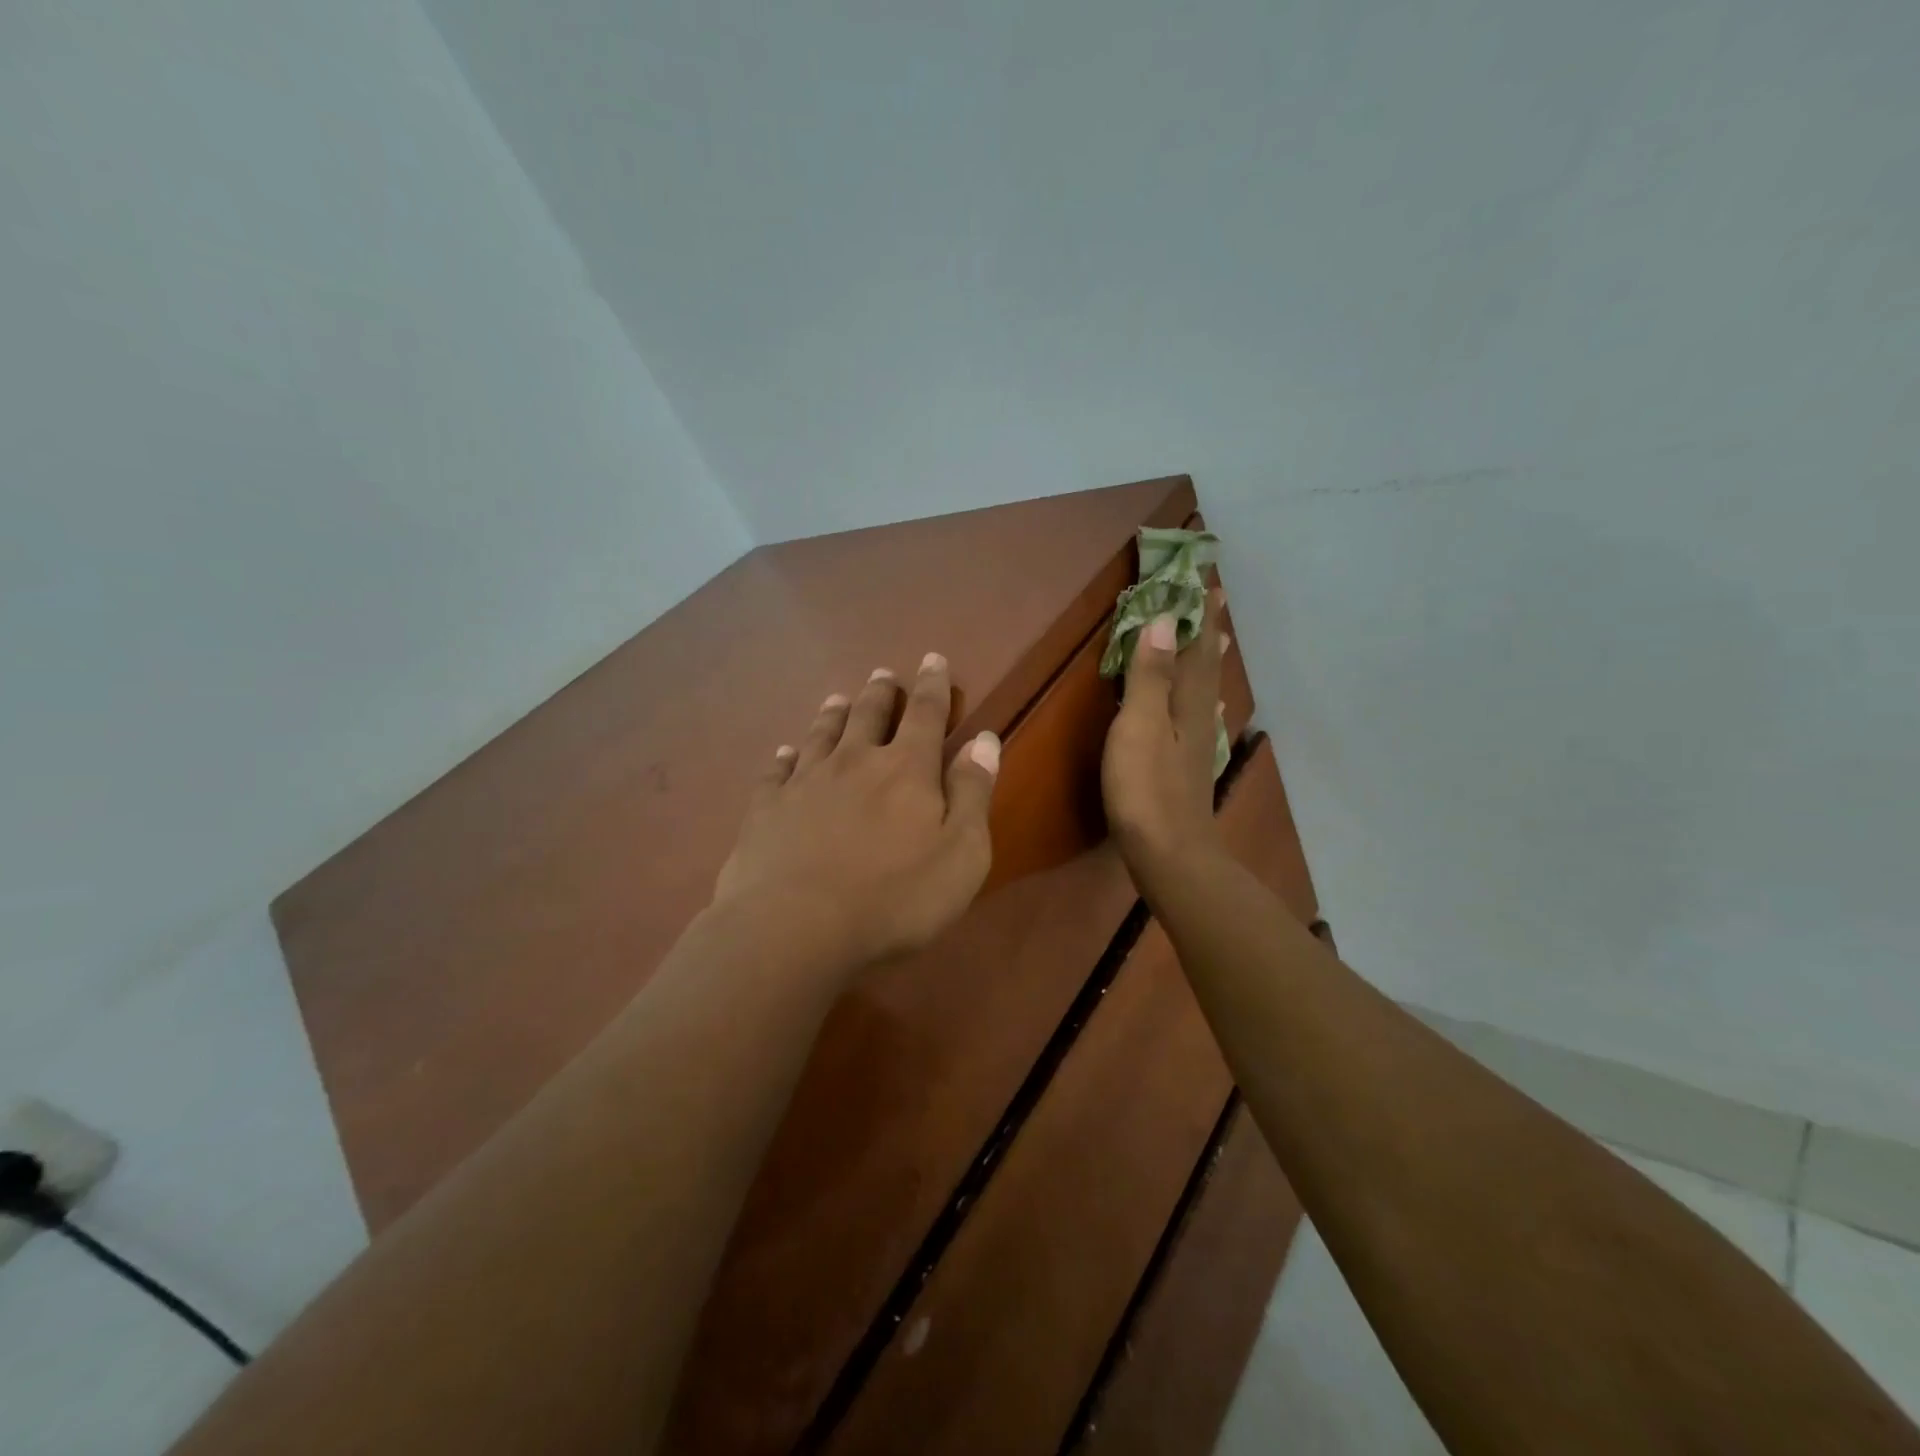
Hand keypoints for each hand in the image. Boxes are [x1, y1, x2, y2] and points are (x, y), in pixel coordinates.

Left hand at [713, 652, 1000, 969]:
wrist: (795, 928)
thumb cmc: (894, 899)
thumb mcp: (961, 854)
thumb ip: (973, 793)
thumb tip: (984, 739)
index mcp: (906, 769)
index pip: (926, 714)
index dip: (933, 685)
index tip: (932, 659)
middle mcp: (854, 762)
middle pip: (869, 715)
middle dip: (881, 693)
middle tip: (883, 675)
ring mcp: (805, 782)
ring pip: (821, 734)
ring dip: (833, 714)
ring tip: (837, 698)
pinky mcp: (766, 808)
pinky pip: (777, 771)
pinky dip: (784, 757)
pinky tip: (785, 752)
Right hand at [1101, 591, 1228, 885]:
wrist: (1168, 852)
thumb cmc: (1146, 788)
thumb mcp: (1140, 725)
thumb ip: (1151, 675)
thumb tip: (1165, 621)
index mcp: (1188, 700)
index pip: (1197, 644)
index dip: (1199, 611)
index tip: (1204, 578)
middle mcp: (1200, 715)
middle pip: (1205, 664)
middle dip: (1206, 629)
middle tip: (1212, 598)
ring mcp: (1197, 743)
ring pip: (1205, 689)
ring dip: (1206, 660)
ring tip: (1214, 639)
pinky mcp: (1188, 766)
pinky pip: (1199, 715)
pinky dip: (1202, 698)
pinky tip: (1208, 706)